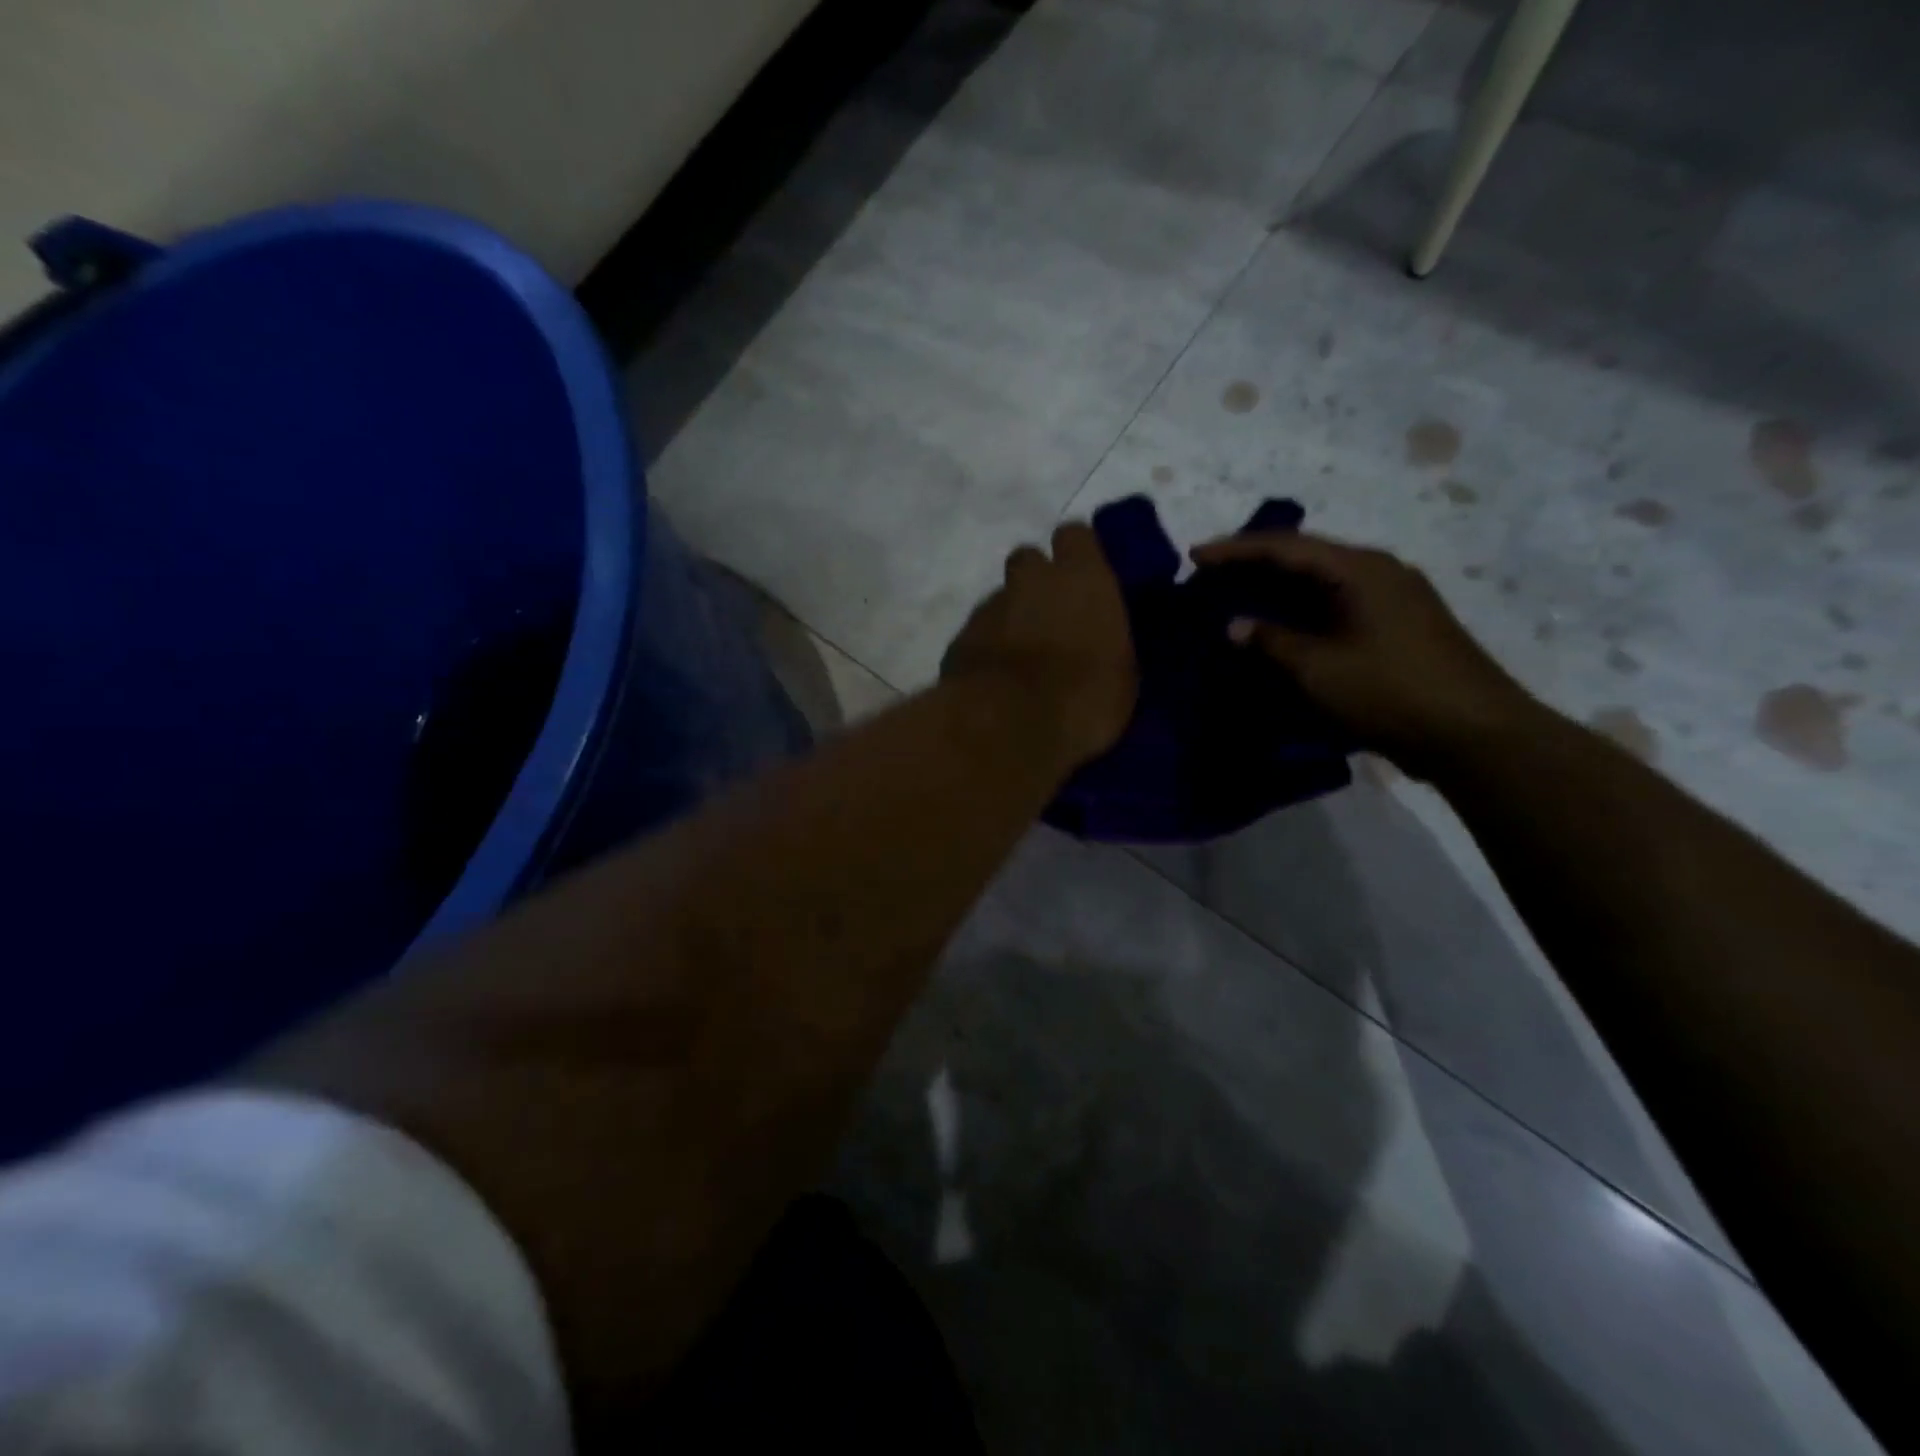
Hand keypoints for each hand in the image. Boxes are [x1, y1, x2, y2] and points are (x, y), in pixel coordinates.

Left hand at [942, 522, 1137, 767]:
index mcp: (1081, 577)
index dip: (1078, 554)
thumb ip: (1107, 638)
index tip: (1085, 577)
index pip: (1076, 536)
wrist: (1007, 725)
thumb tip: (1098, 636)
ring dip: (1010, 619)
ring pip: (1001, 600)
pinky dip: (987, 649)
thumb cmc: (1083, 697)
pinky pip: (978, 634)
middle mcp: (1031, 580)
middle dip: (1036, 581)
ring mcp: (989, 608)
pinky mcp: (959, 640)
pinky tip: (996, 680)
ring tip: (1023, 658)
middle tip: (1051, 616)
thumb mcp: (1122, 673)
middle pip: (1028, 560)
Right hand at [1190, 532, 1541, 779]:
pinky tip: (1282, 624)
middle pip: (1306, 556)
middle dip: (1255, 563)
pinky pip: (1338, 603)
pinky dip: (1303, 609)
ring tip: (1239, 596)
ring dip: (1279, 587)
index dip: (1235, 550)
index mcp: (1360, 569)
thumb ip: (1272, 641)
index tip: (1195, 557)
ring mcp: (1394, 598)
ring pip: (1323, 580)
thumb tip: (1234, 625)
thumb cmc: (1390, 692)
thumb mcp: (1319, 668)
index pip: (1286, 546)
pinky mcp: (1399, 625)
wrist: (1474, 733)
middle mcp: (1380, 571)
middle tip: (1212, 575)